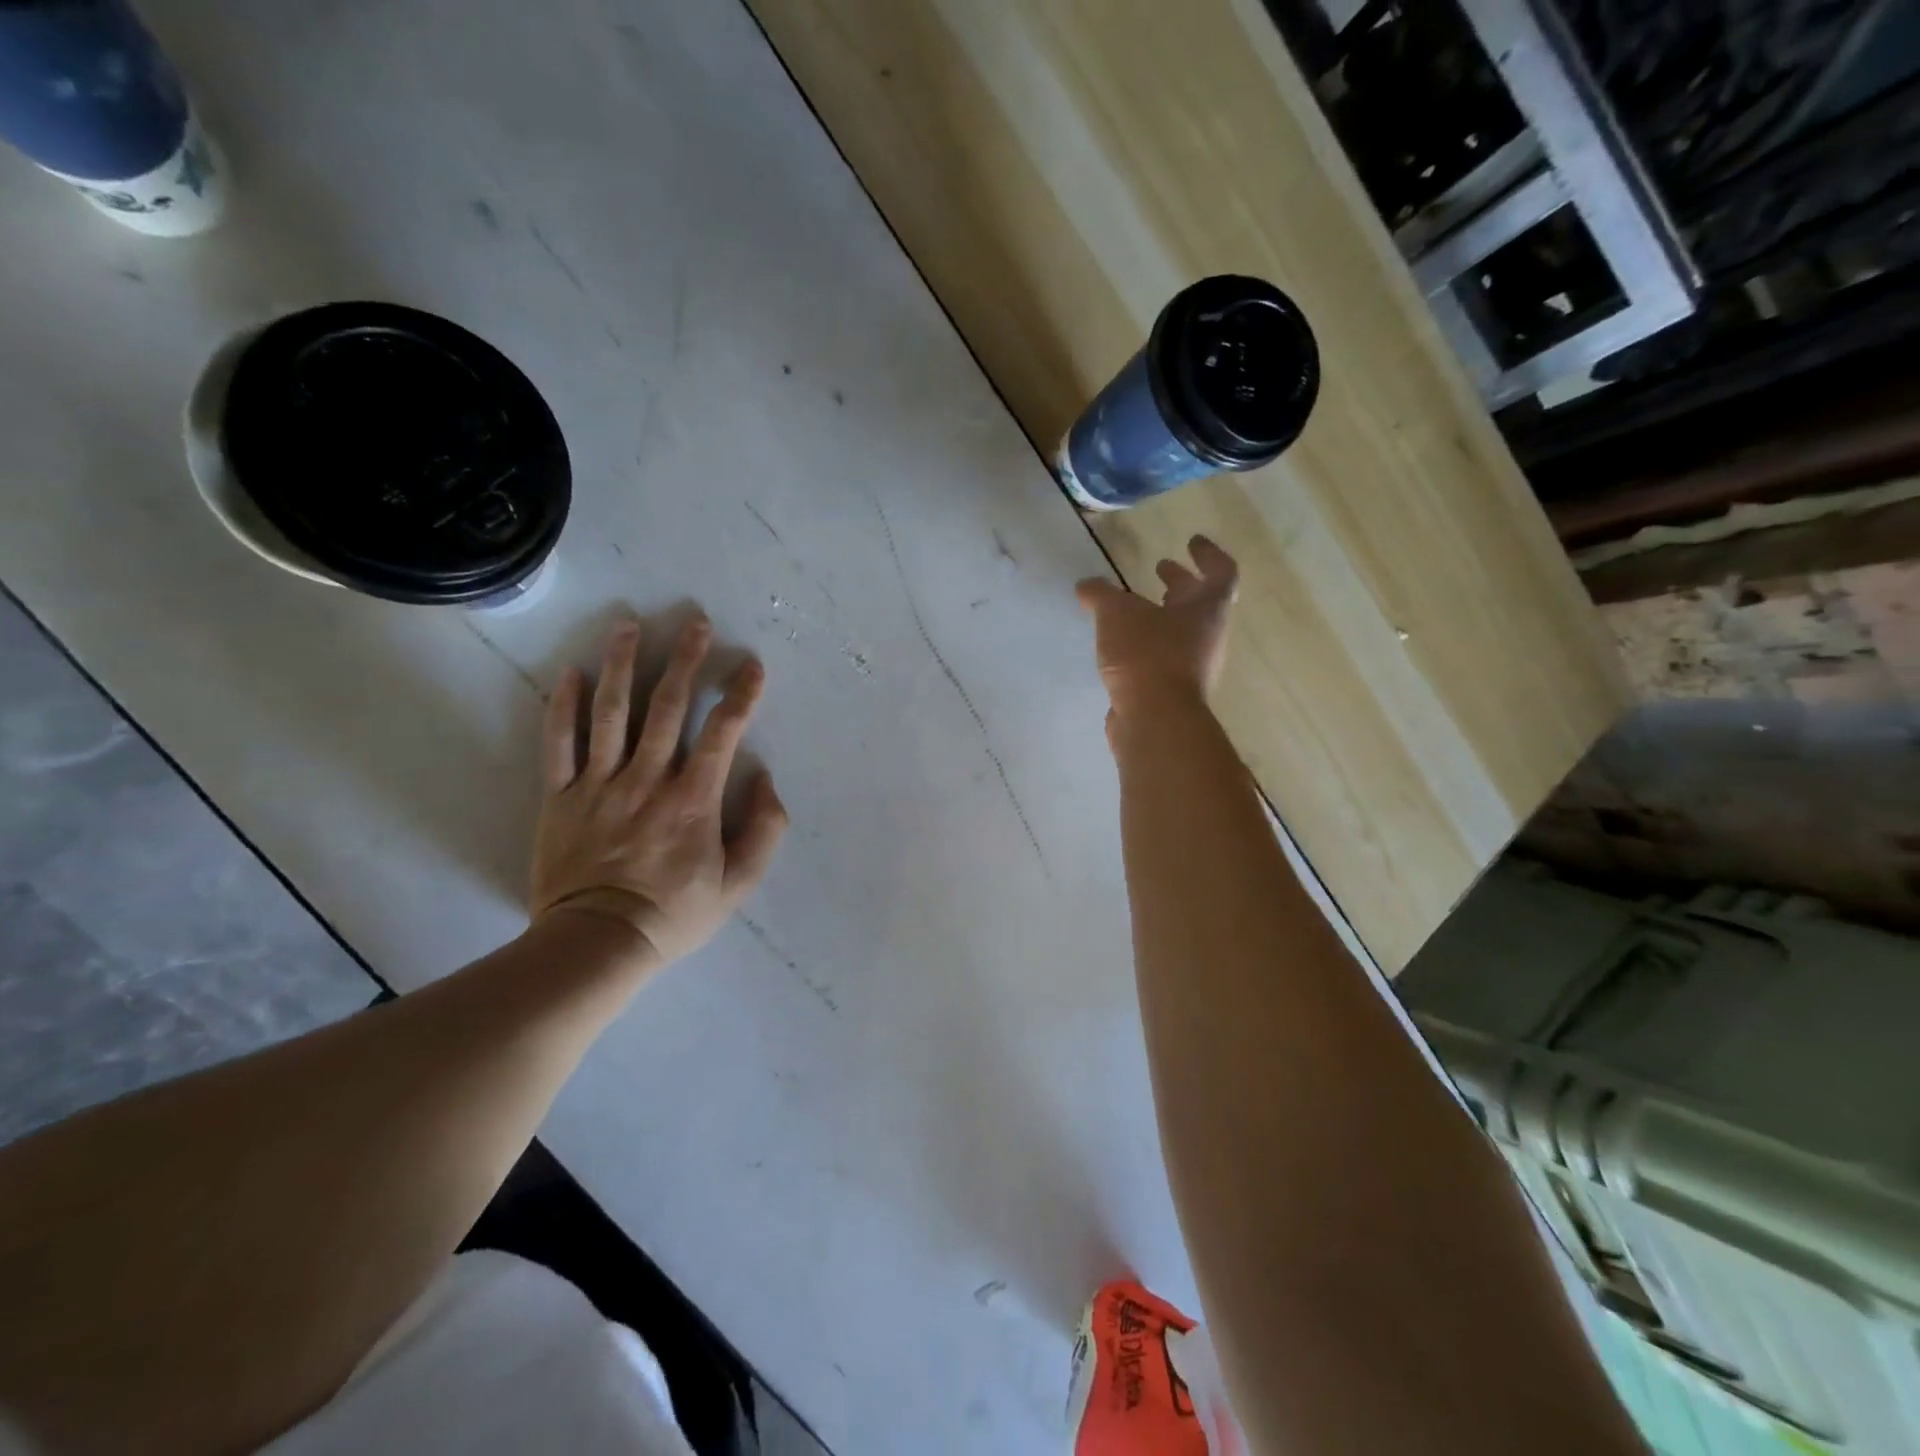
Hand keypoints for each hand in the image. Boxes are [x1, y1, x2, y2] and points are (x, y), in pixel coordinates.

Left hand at [530, 616, 787, 966]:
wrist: (597, 944)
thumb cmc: (674, 913)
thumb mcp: (739, 884)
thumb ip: (764, 830)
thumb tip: (765, 780)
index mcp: (693, 799)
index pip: (723, 732)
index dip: (741, 695)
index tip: (752, 666)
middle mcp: (647, 779)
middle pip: (667, 706)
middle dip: (686, 660)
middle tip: (696, 621)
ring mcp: (598, 784)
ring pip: (611, 712)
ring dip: (623, 663)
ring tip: (630, 624)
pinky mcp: (559, 797)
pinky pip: (558, 743)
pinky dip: (563, 706)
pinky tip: (572, 672)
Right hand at [1076, 535, 1238, 717]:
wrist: (1155, 720)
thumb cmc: (1147, 655)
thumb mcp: (1117, 614)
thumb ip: (1101, 595)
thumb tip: (1086, 587)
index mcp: (1207, 609)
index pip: (1221, 572)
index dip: (1208, 554)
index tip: (1192, 541)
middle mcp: (1208, 637)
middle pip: (1201, 602)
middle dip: (1180, 583)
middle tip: (1161, 568)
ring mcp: (1193, 667)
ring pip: (1181, 631)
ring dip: (1162, 614)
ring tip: (1133, 607)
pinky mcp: (1172, 691)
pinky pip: (1163, 657)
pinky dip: (1147, 644)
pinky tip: (1122, 645)